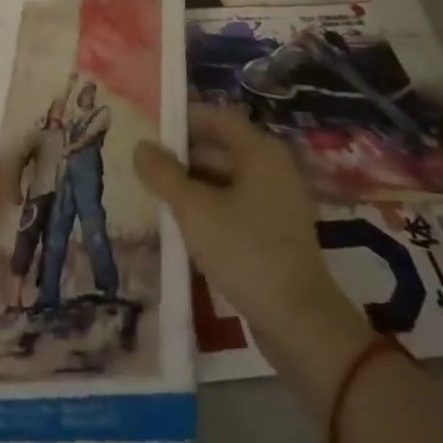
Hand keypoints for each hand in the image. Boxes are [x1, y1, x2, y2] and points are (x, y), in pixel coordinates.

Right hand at [134, 104, 368, 353]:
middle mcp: (271, 169)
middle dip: (181, 156)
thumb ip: (164, 174)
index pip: (215, 117)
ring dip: (191, 186)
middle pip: (219, 148)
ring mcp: (275, 203)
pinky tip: (180, 224)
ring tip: (153, 193)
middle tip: (142, 163)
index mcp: (260, 152)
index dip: (182, 119)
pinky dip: (207, 209)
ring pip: (223, 181)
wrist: (301, 325)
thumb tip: (140, 146)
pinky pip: (233, 207)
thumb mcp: (194, 210)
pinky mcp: (273, 234)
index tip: (148, 128)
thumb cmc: (246, 251)